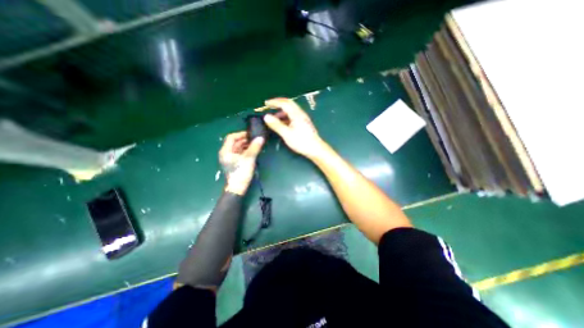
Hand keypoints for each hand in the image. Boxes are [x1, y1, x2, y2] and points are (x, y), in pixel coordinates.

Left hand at [219, 132, 264, 195]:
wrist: (238, 188)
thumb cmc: (241, 172)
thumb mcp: (249, 158)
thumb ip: (254, 147)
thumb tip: (261, 138)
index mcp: (226, 151)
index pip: (231, 137)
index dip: (240, 134)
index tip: (250, 134)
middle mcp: (226, 153)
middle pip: (235, 142)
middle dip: (245, 139)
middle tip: (255, 138)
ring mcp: (230, 158)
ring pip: (238, 148)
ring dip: (246, 145)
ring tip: (255, 144)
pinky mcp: (235, 163)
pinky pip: (240, 153)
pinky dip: (246, 150)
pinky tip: (253, 150)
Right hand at [263, 97, 326, 158]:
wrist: (315, 149)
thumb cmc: (301, 142)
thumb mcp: (287, 134)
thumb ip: (276, 125)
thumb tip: (266, 116)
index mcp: (296, 114)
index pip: (284, 103)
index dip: (274, 102)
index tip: (266, 103)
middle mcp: (300, 114)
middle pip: (289, 104)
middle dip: (278, 103)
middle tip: (270, 106)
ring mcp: (303, 118)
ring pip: (291, 110)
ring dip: (282, 111)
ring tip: (275, 117)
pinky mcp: (304, 123)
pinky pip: (293, 116)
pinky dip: (286, 116)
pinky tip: (283, 123)